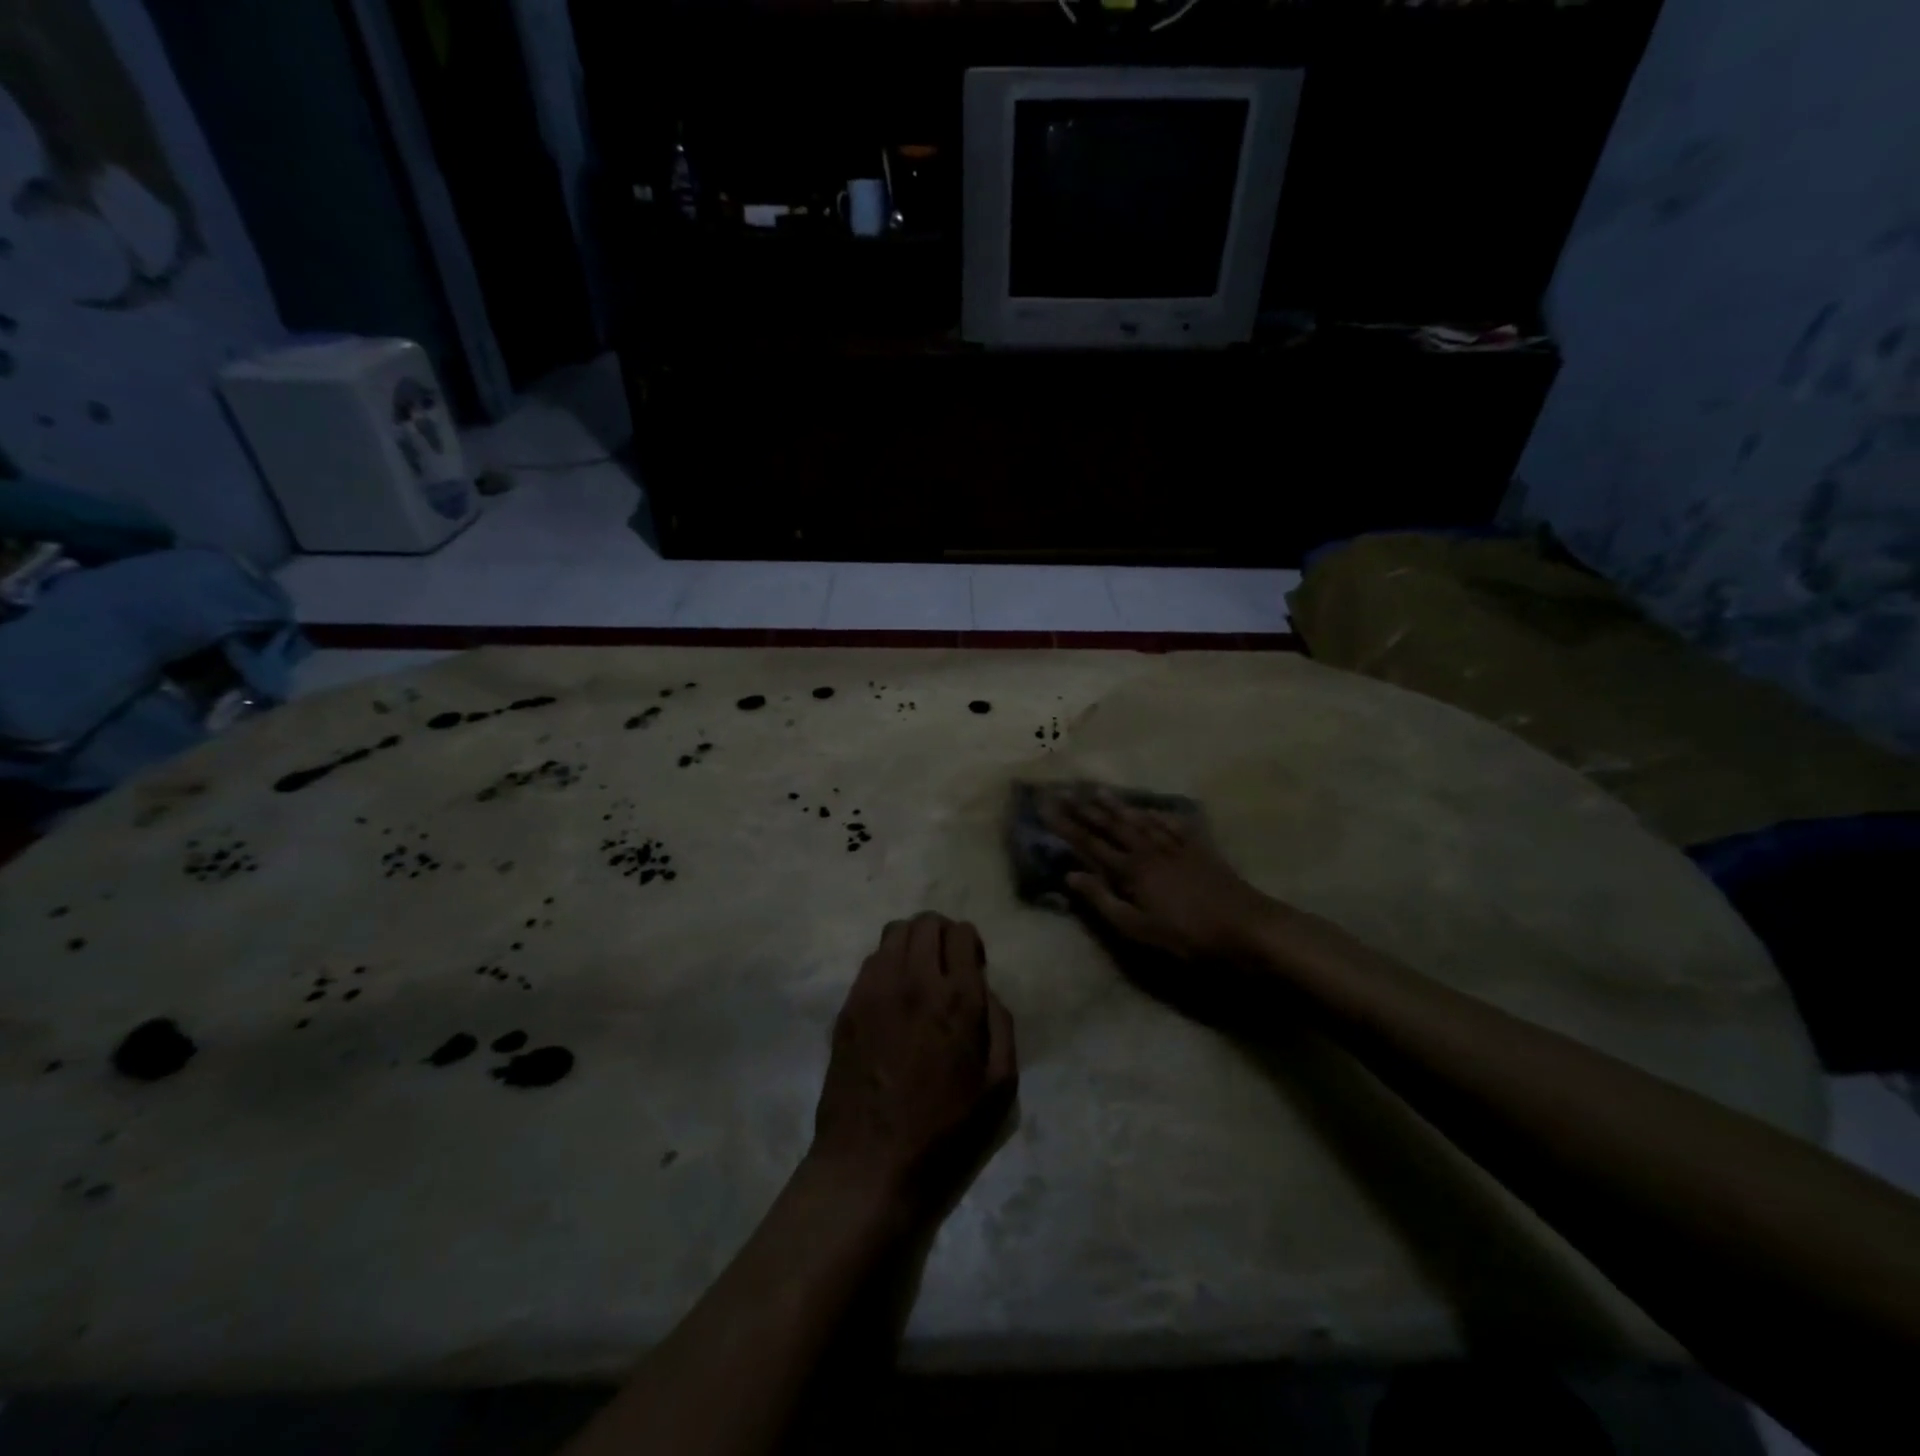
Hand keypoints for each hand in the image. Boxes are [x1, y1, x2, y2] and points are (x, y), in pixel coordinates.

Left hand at [811, 914, 1017, 1216]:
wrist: (870, 1161)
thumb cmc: (944, 1130)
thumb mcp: (1000, 1088)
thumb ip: (1002, 1026)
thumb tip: (987, 991)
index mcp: (958, 998)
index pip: (962, 933)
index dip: (970, 943)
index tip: (972, 967)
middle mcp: (915, 980)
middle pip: (926, 922)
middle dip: (942, 934)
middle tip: (946, 964)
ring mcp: (875, 989)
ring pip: (894, 933)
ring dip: (912, 943)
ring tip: (917, 975)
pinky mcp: (848, 1005)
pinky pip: (870, 961)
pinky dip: (887, 964)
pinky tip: (892, 998)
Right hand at [1045, 789, 1279, 962]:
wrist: (1246, 927)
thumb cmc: (1187, 936)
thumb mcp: (1138, 928)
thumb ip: (1102, 900)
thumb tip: (1070, 875)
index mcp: (1131, 870)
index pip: (1090, 843)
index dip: (1066, 825)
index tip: (1046, 806)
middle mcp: (1149, 850)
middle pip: (1112, 825)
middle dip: (1085, 808)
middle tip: (1064, 790)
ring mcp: (1176, 847)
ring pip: (1140, 820)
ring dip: (1117, 806)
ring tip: (1097, 790)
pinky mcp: (1200, 850)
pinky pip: (1173, 825)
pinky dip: (1159, 815)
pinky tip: (1151, 809)